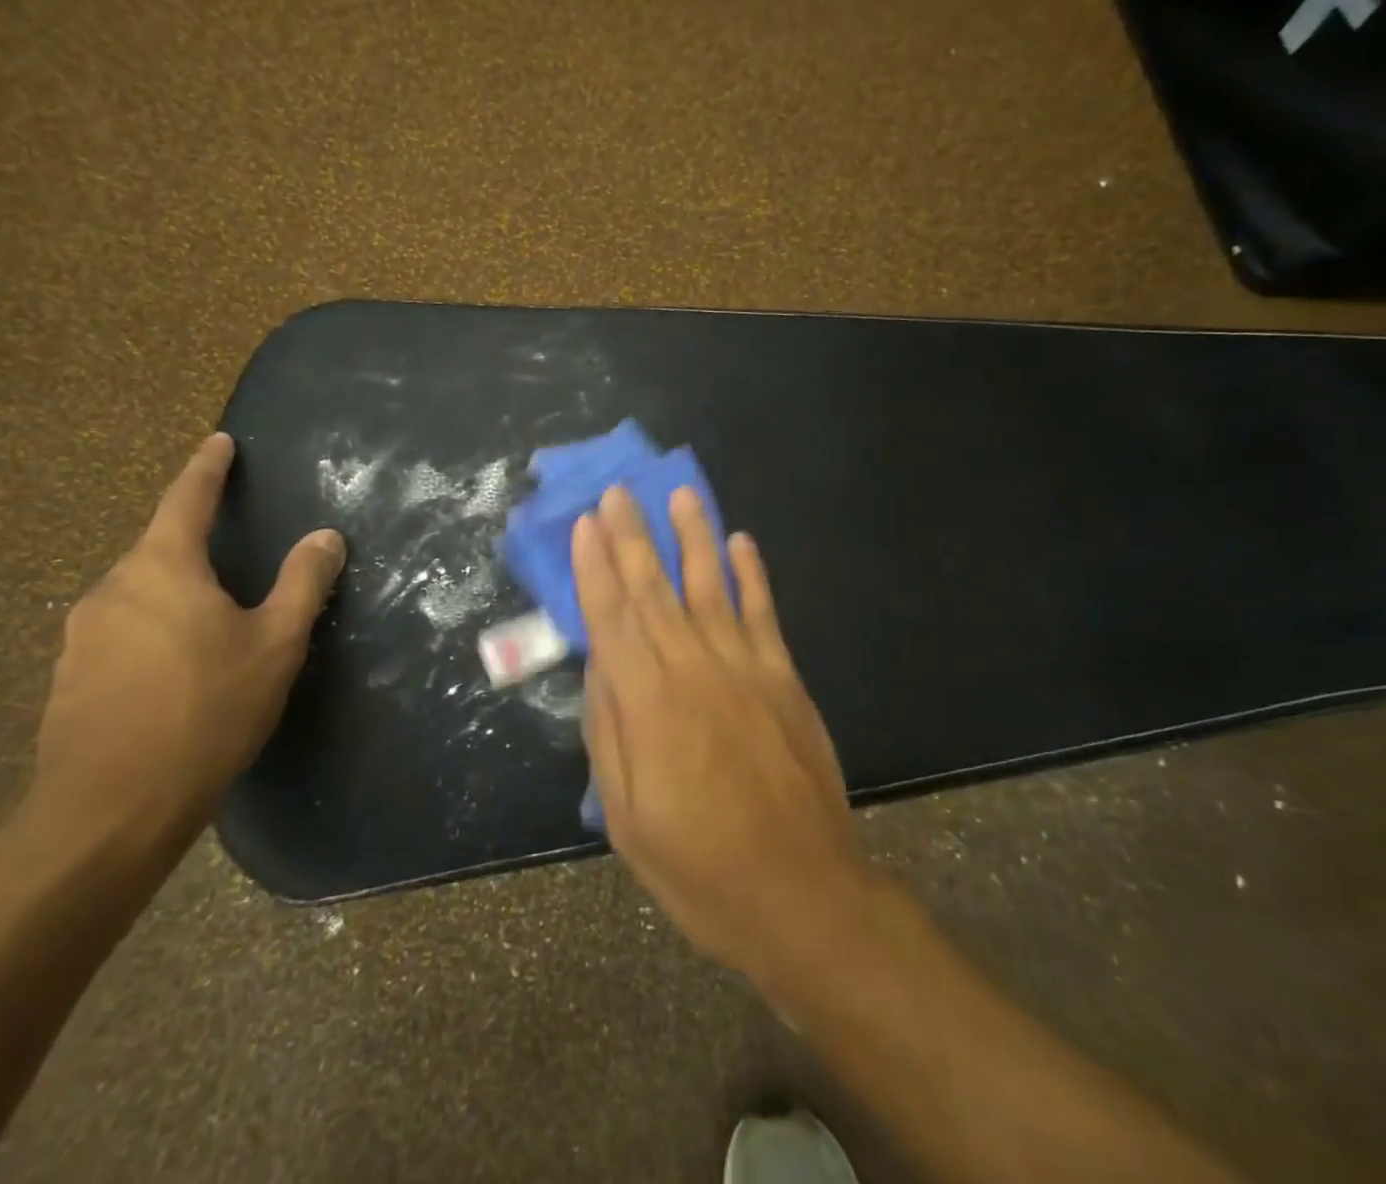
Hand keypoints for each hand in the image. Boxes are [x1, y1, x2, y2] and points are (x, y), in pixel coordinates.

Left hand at [34, 433, 344, 841]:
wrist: (109, 811)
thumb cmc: (205, 711)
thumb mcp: (274, 643)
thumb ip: (303, 582)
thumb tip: (326, 535)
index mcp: (162, 568)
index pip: (186, 499)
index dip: (207, 468)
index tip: (219, 441)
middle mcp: (112, 589)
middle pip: (158, 548)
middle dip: (192, 541)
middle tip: (231, 551)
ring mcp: (82, 635)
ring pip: (138, 594)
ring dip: (173, 593)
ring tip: (209, 619)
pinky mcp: (69, 678)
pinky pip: (121, 633)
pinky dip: (152, 632)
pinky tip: (176, 670)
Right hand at [573, 485, 859, 980]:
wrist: (801, 894)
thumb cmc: (699, 866)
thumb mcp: (626, 816)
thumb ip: (608, 732)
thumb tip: (600, 664)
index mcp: (648, 703)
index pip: (612, 617)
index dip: (595, 567)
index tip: (585, 524)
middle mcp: (693, 668)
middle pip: (655, 589)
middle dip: (632, 536)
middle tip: (619, 491)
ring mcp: (745, 668)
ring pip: (711, 585)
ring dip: (693, 536)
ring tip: (680, 493)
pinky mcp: (784, 678)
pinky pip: (763, 613)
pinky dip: (751, 574)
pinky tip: (740, 542)